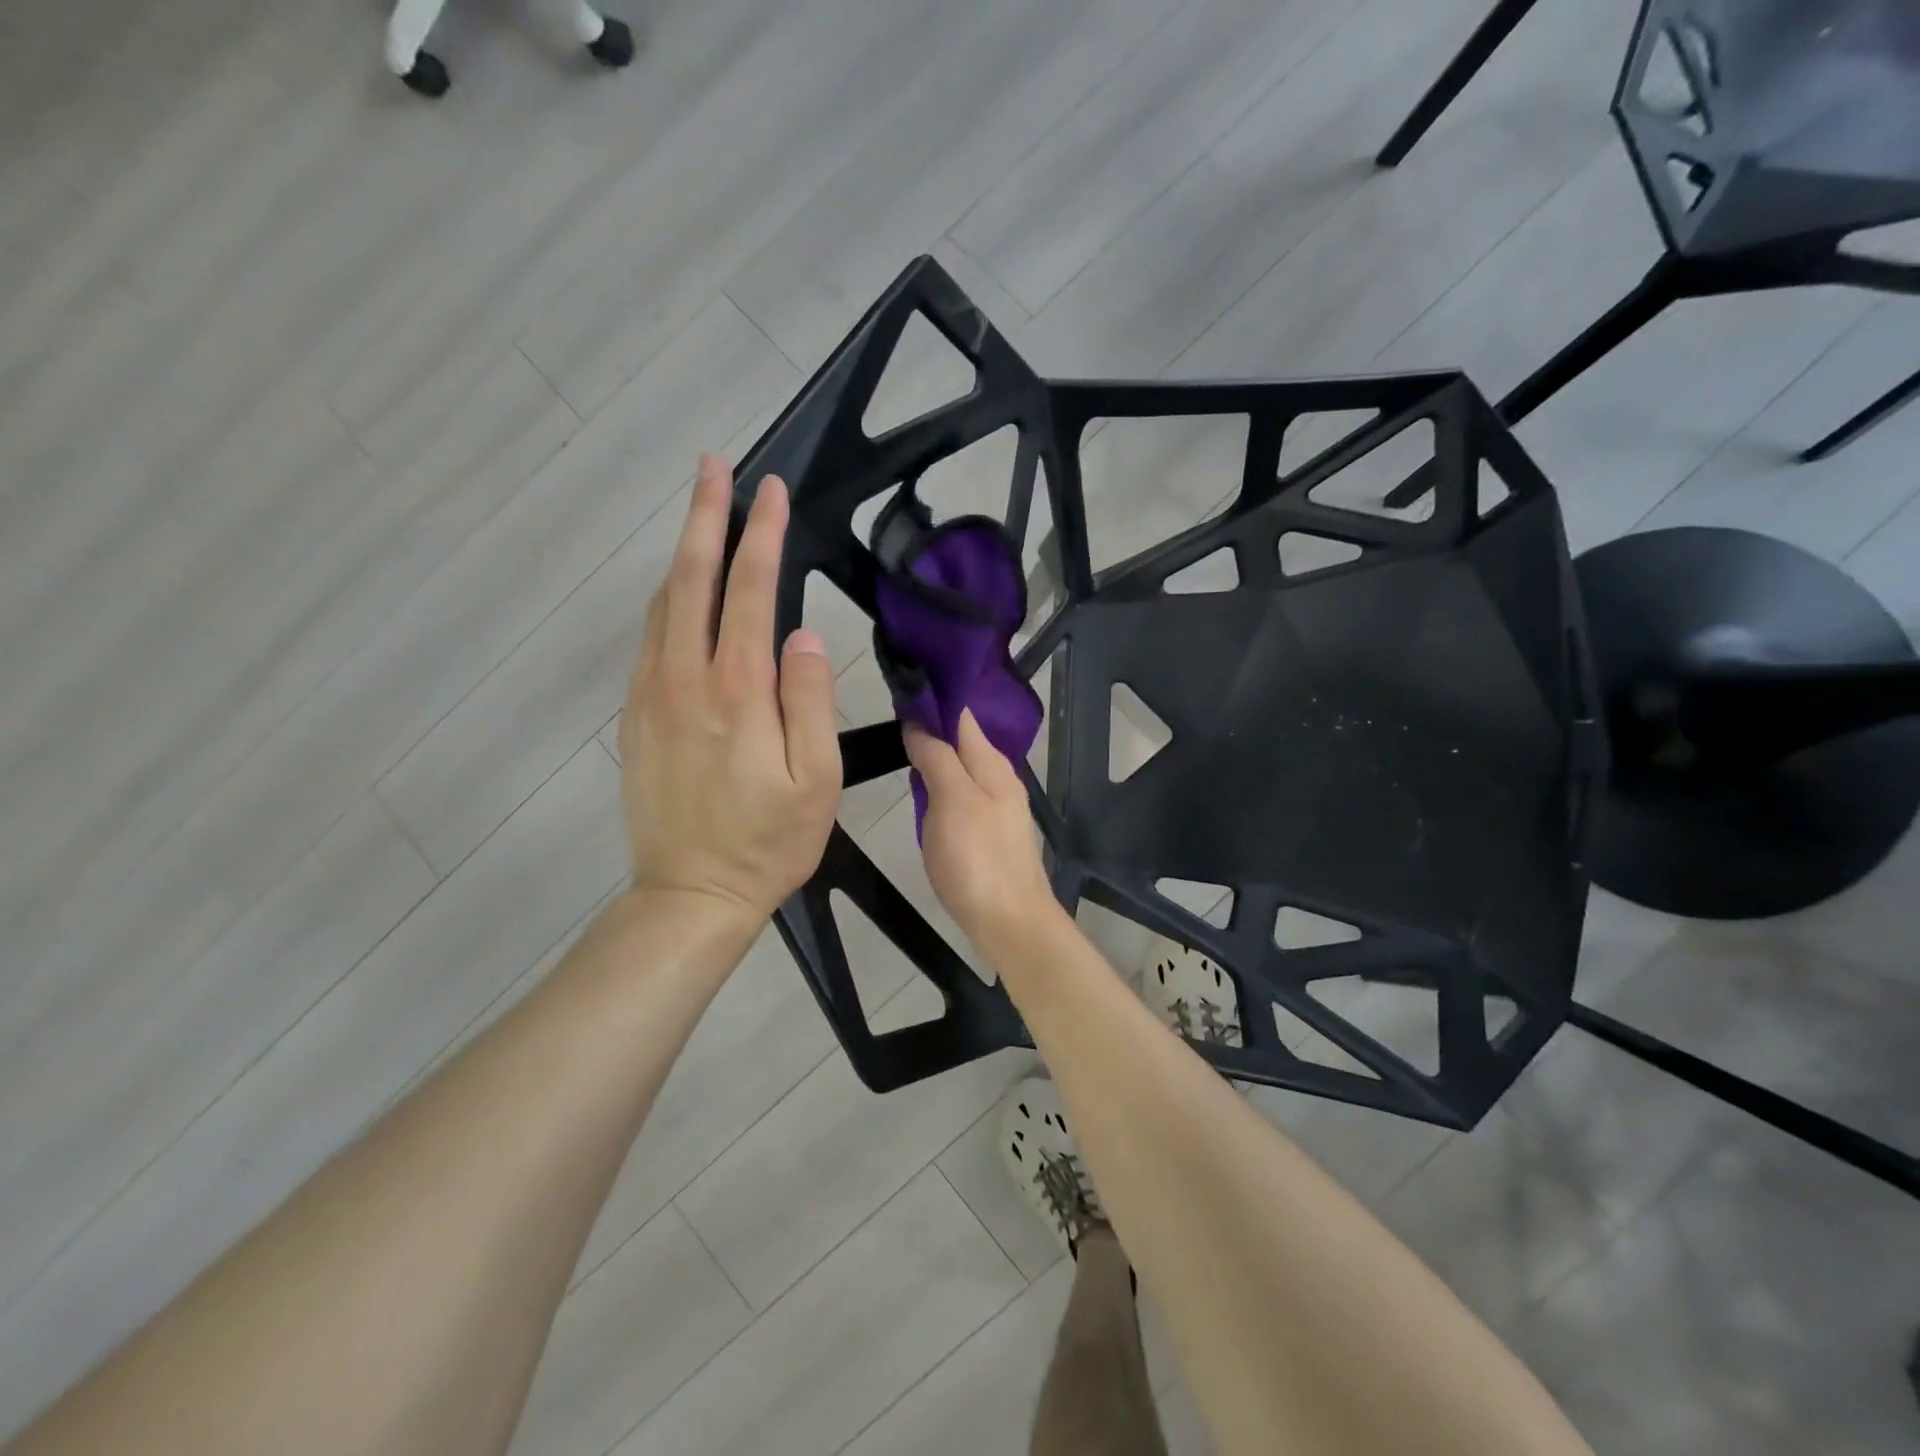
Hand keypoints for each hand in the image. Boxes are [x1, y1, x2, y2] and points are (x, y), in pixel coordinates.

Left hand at [618, 456, 840, 921]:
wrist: (690, 895)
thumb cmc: (767, 842)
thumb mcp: (816, 781)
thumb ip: (810, 701)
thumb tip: (804, 635)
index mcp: (737, 691)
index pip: (749, 592)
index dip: (761, 535)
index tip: (771, 490)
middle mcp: (685, 680)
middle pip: (692, 580)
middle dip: (706, 518)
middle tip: (715, 467)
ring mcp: (652, 696)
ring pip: (663, 605)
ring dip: (682, 552)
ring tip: (698, 513)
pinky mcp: (635, 717)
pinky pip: (649, 639)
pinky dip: (665, 599)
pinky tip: (678, 589)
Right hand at [904, 710, 1056, 952]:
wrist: (1009, 921)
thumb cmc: (977, 858)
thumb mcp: (952, 800)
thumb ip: (937, 758)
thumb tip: (920, 724)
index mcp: (992, 764)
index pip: (962, 717)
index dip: (934, 702)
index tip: (902, 687)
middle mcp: (999, 779)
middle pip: (963, 742)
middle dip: (933, 728)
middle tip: (892, 719)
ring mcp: (997, 808)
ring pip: (962, 770)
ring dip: (937, 758)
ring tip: (902, 749)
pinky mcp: (989, 835)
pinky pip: (962, 797)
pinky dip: (942, 787)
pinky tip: (924, 794)